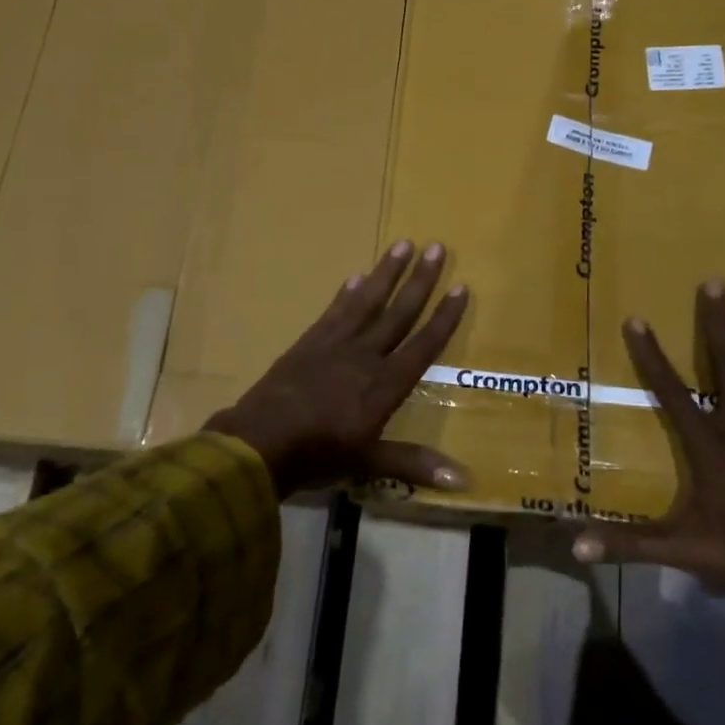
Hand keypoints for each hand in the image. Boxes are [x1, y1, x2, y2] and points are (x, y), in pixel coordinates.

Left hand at [205, 240, 469, 499]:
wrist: (258, 443)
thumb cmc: (318, 455)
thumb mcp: (369, 463)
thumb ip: (415, 464)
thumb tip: (465, 480)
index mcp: (385, 384)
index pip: (423, 344)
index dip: (444, 317)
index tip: (461, 287)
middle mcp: (365, 355)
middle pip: (398, 312)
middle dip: (420, 280)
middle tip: (437, 246)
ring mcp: (334, 345)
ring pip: (367, 301)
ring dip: (386, 272)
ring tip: (403, 244)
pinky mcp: (308, 342)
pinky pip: (334, 311)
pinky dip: (346, 293)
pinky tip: (356, 276)